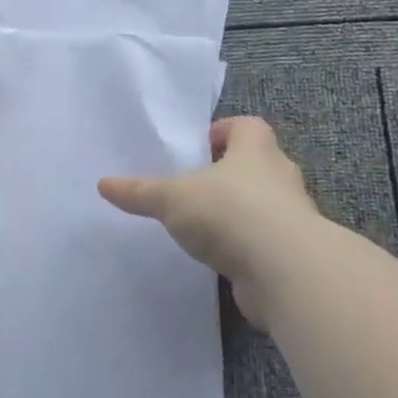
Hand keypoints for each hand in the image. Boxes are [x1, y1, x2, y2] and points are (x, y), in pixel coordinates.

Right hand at [99, 117, 323, 324]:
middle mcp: (281, 177)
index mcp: (255, 151)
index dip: (225, 131)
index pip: (247, 126)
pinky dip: (247, 245)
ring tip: (206, 224)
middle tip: (198, 185)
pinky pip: (267, 240)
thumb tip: (103, 184)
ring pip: (266, 203)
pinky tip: (222, 256)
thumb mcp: (171, 198)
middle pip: (259, 164)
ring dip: (241, 210)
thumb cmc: (229, 213)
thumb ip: (139, 192)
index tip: (202, 146)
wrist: (285, 271)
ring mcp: (293, 217)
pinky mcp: (294, 253)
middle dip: (231, 172)